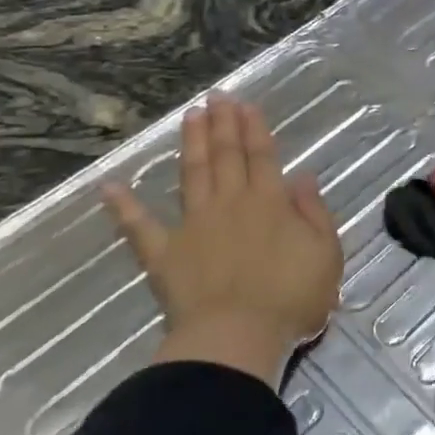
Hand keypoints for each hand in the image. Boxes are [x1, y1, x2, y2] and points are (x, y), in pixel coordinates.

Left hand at [102, 93, 341, 386]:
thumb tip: (302, 177)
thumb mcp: (325, 253)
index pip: (261, 156)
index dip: (254, 128)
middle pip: (226, 156)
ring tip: (189, 116)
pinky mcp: (164, 254)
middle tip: (216, 96)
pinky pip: (140, 226)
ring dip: (192, 144)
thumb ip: (314, 212)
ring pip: (192, 174)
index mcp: (270, 203)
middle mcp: (230, 203)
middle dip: (222, 124)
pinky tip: (109, 186)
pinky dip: (124, 206)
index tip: (244, 104)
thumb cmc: (291, 298)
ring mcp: (194, 226)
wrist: (238, 337)